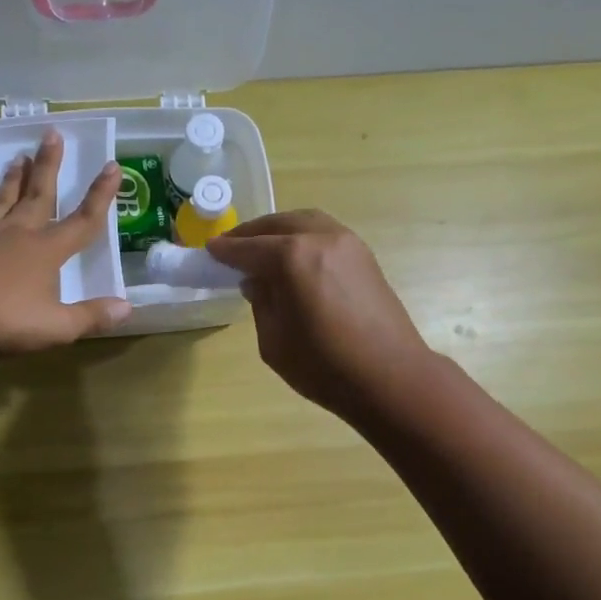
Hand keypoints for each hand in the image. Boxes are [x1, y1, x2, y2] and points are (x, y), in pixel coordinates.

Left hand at [0, 127, 130, 354]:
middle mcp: (17, 234)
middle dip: (49, 165)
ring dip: (13, 178)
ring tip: (19, 157)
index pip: (82, 220)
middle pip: (39, 195)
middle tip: (52, 134)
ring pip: (2, 199)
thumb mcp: (56, 327)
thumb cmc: (2, 319)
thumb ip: (91, 317)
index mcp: (46, 251)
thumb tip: (127, 308)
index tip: (113, 166)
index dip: (101, 195)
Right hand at [206, 210, 428, 417]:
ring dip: (280, 230)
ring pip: (305, 222)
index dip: (226, 250)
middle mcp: (320, 239)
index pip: (249, 248)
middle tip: (233, 246)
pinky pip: (325, 234)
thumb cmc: (324, 366)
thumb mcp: (274, 341)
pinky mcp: (365, 256)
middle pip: (278, 224)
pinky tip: (294, 257)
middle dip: (252, 233)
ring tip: (262, 248)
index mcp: (292, 258)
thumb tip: (257, 281)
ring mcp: (348, 244)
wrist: (390, 377)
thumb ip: (261, 303)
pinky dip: (303, 237)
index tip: (210, 251)